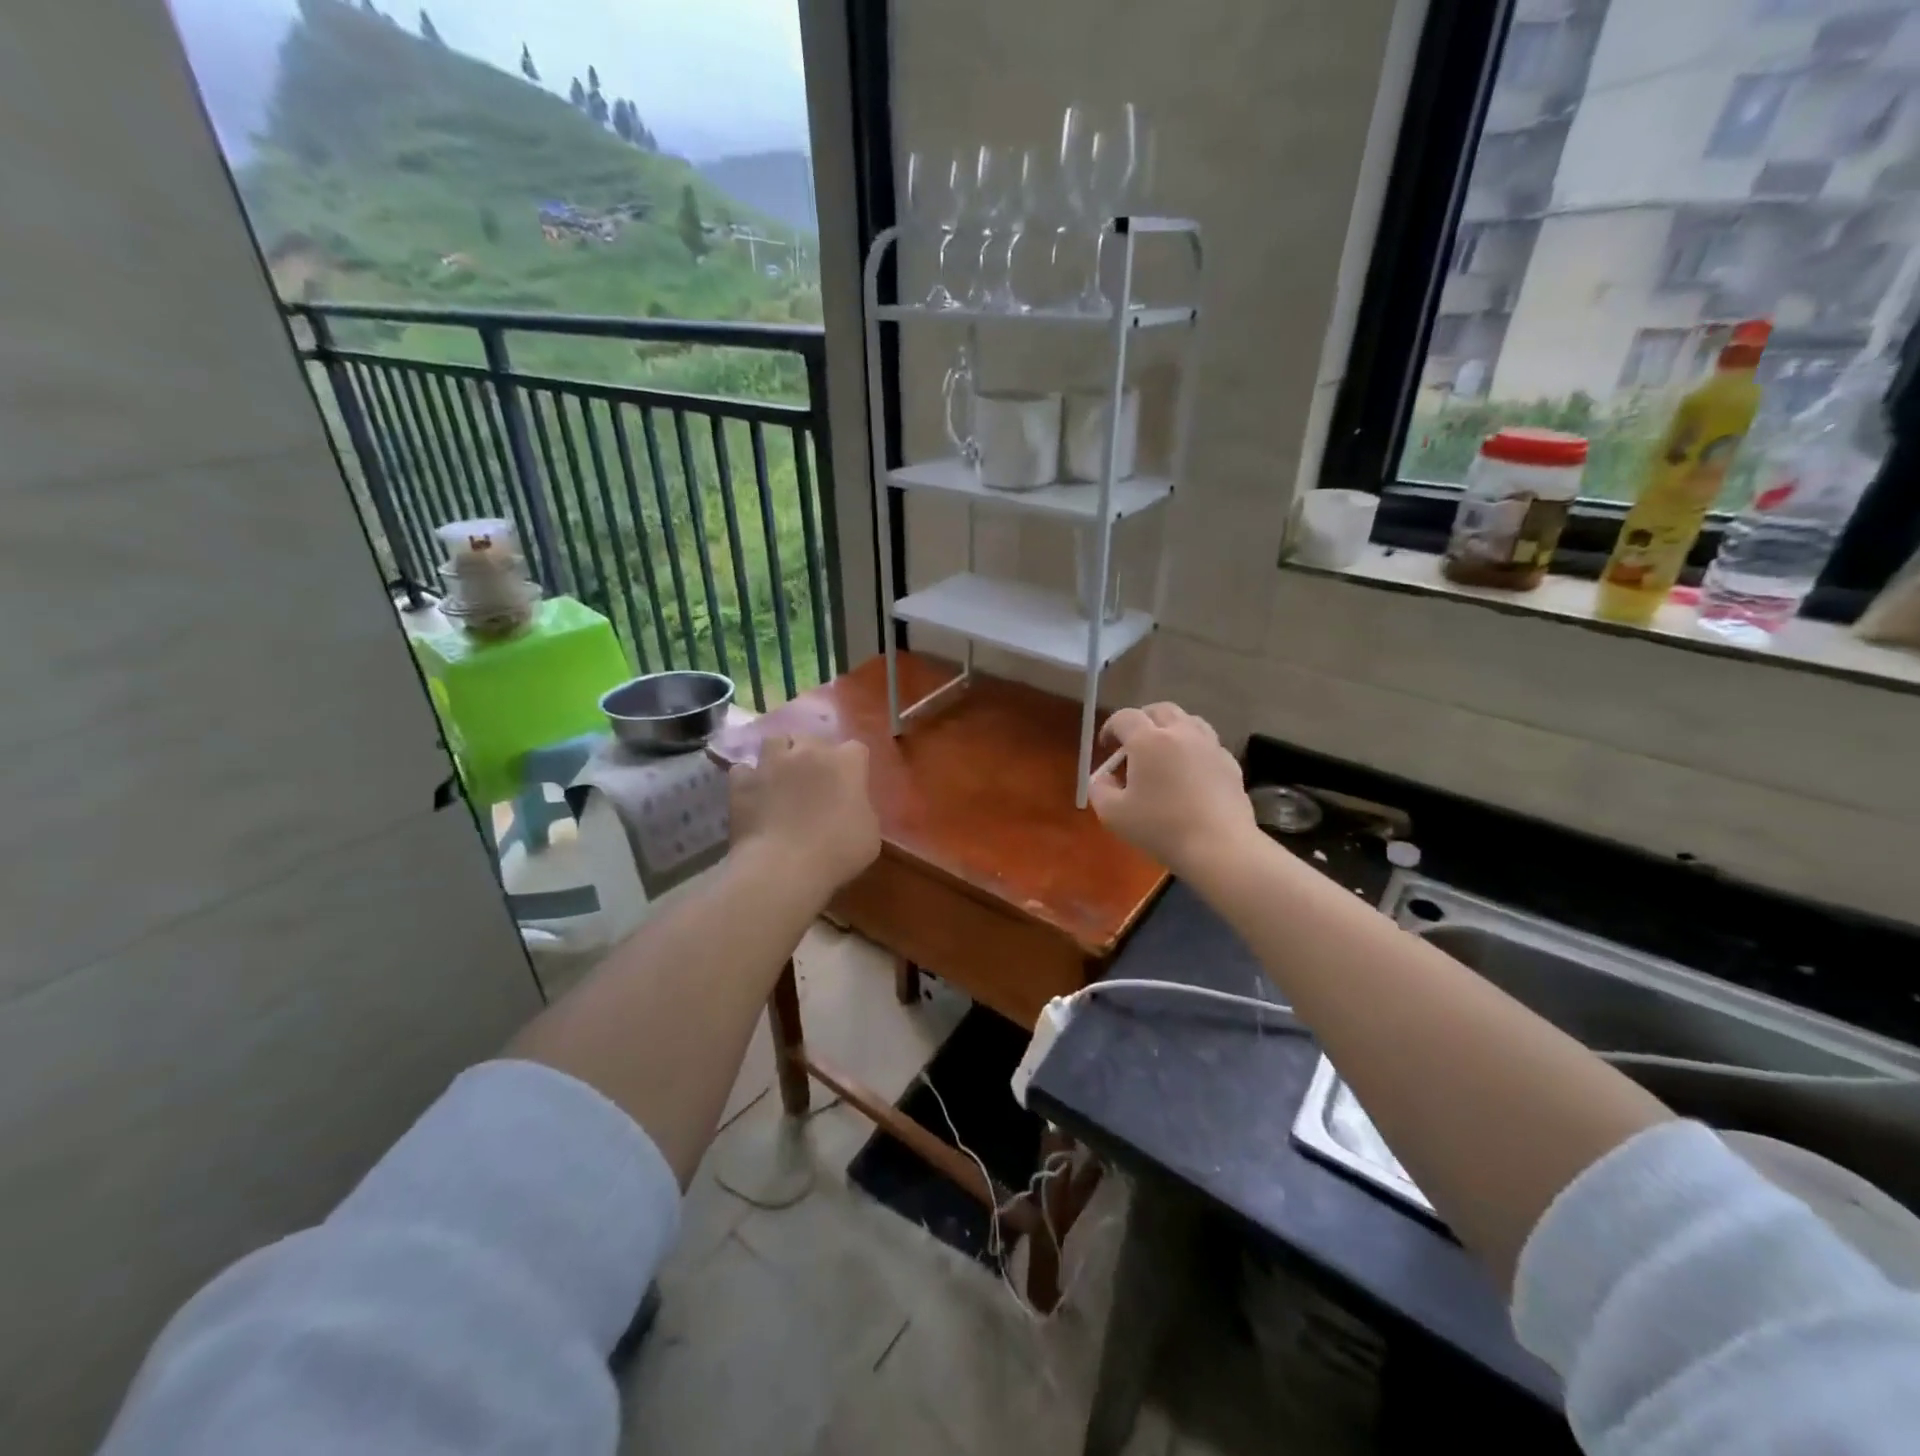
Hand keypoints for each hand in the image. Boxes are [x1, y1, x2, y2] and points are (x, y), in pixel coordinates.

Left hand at [728, 734, 879, 899]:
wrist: (783, 867)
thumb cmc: (837, 852)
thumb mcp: (870, 834)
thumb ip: (862, 809)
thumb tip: (851, 806)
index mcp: (846, 763)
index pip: (855, 749)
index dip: (852, 766)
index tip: (850, 786)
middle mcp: (809, 752)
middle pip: (812, 738)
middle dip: (813, 753)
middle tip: (813, 779)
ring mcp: (772, 763)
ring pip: (774, 741)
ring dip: (779, 755)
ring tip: (780, 775)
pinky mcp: (742, 781)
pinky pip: (744, 770)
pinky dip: (749, 779)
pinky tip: (753, 793)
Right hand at [1089, 704, 1254, 876]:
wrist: (1219, 847)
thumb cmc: (1161, 828)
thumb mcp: (1113, 814)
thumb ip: (1099, 790)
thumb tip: (1103, 778)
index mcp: (1148, 740)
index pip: (1124, 717)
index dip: (1110, 727)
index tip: (1106, 746)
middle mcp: (1181, 733)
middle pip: (1159, 710)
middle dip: (1142, 720)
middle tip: (1133, 744)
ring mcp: (1210, 746)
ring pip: (1188, 720)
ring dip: (1171, 728)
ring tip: (1164, 751)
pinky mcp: (1230, 763)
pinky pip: (1208, 744)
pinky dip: (1194, 748)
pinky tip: (1190, 772)